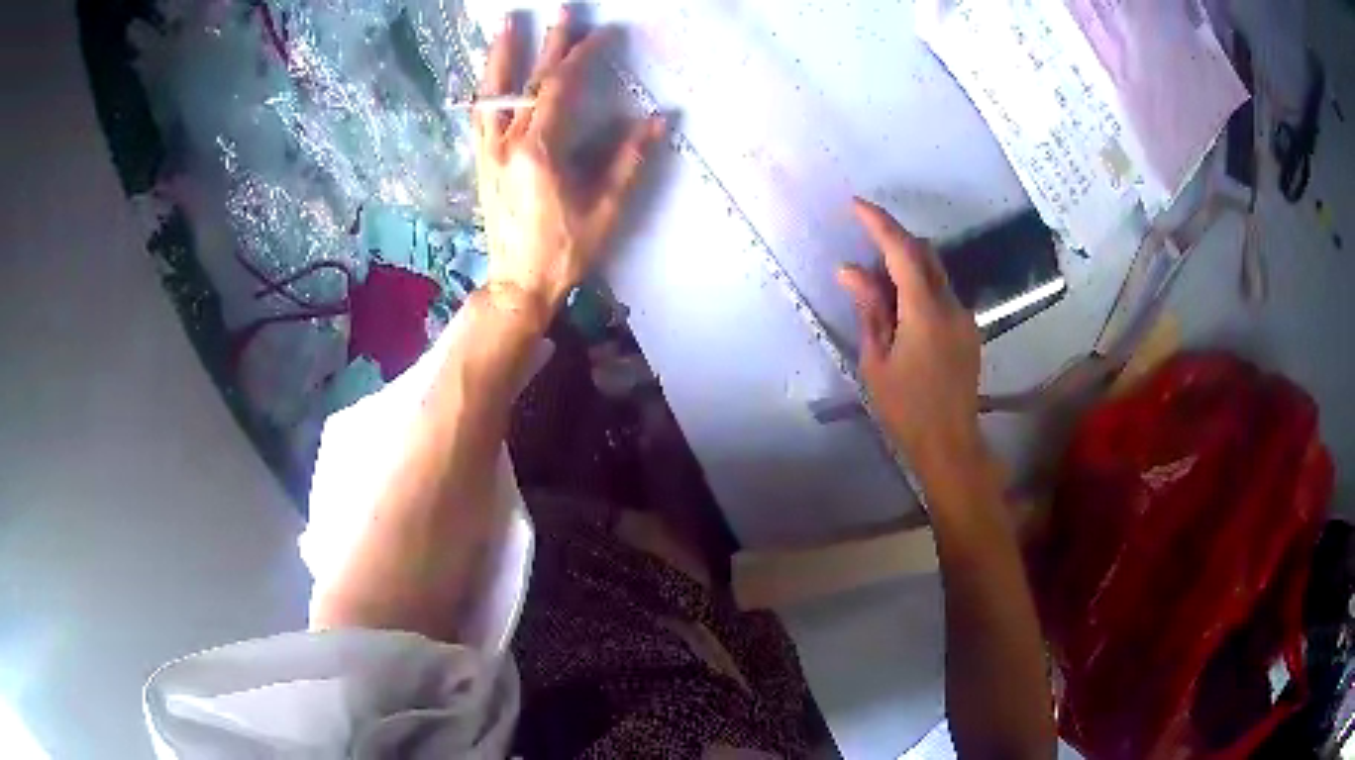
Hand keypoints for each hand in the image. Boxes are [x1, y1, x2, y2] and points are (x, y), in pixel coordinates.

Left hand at [474, 11, 665, 329]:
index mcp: (539, 152)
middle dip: (548, 42)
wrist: (518, 284)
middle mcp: (507, 144)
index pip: (562, 88)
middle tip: (559, 10)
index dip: (584, 55)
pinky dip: (487, 88)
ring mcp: (489, 152)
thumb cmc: (565, 251)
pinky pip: (480, 116)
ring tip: (505, 24)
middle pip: (528, 81)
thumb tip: (660, 120)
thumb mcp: (606, 209)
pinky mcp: (482, 163)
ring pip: (493, 93)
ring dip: (501, 55)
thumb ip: (629, 160)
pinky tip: (488, 75)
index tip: (604, 33)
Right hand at [836, 198, 982, 474]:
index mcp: (926, 312)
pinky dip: (918, 286)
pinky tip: (900, 309)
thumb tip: (850, 270)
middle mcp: (952, 306)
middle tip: (863, 242)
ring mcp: (965, 318)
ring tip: (875, 284)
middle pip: (925, 254)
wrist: (950, 445)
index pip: (903, 252)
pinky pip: (941, 293)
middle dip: (894, 239)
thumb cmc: (906, 409)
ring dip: (906, 264)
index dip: (880, 224)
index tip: (856, 204)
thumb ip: (869, 309)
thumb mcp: (877, 360)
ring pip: (935, 273)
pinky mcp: (968, 330)